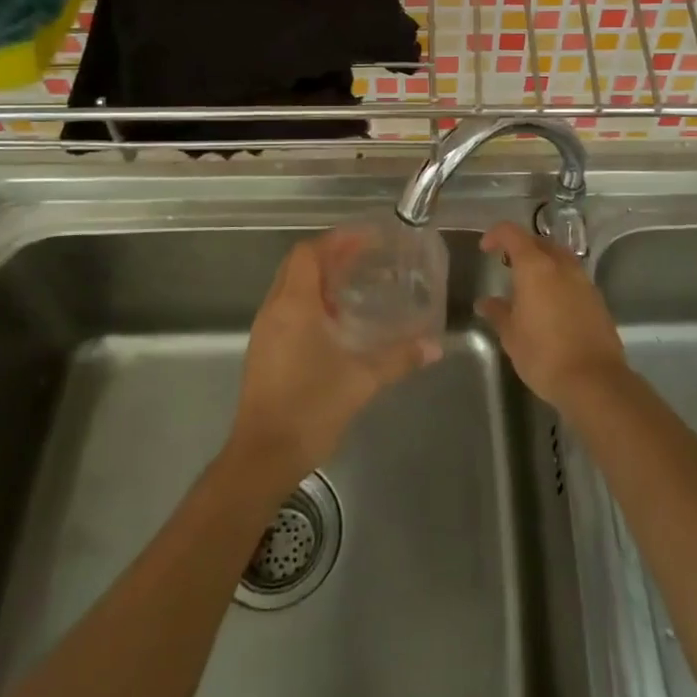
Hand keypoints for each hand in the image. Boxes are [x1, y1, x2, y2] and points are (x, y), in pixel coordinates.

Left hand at [230, 231, 440, 487]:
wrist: (262, 456)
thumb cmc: (310, 408)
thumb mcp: (361, 380)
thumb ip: (398, 358)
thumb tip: (434, 346)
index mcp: (294, 305)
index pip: (308, 253)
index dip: (336, 240)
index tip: (366, 239)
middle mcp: (274, 310)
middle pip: (297, 265)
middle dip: (329, 255)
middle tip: (364, 258)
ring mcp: (265, 331)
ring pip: (289, 287)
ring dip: (318, 280)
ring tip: (354, 285)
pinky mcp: (263, 351)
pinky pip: (286, 309)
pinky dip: (309, 302)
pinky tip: (335, 323)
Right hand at [477, 222, 626, 410]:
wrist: (595, 381)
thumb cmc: (543, 355)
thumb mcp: (511, 336)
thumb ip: (497, 313)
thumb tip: (486, 303)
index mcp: (535, 267)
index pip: (512, 233)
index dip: (496, 235)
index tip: (485, 249)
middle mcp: (561, 266)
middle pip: (539, 242)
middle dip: (521, 247)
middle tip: (507, 266)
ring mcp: (583, 281)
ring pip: (559, 258)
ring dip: (542, 263)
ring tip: (529, 286)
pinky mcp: (597, 299)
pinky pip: (572, 278)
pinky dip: (558, 280)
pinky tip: (550, 305)